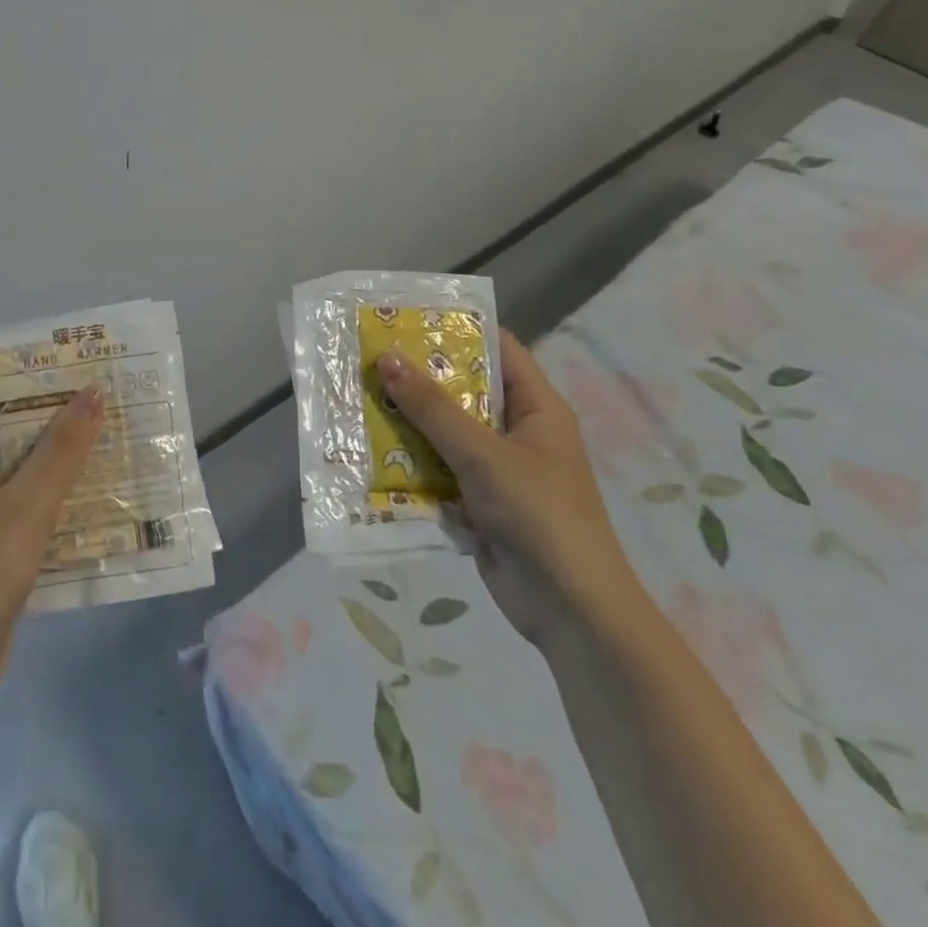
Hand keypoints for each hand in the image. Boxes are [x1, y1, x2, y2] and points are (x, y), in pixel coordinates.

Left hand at [0, 385, 105, 709]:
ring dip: (67, 456)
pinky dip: (62, 494)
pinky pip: (32, 503)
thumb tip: (94, 390)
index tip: (85, 363)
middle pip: (15, 429)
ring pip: (28, 468)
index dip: (39, 376)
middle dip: (62, 415)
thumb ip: (61, 448)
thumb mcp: (27, 504)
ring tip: (119, 435)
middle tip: (115, 397)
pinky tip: (104, 490)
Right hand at [377, 330, 640, 646]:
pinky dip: (409, 462)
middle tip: (368, 357)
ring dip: (407, 421)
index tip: (407, 317)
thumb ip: (433, 408)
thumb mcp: (482, 454)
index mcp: (537, 408)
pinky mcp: (477, 501)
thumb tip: (386, 358)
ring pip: (444, 431)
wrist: (569, 609)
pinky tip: (369, 451)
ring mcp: (496, 468)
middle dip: (418, 377)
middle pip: (463, 390)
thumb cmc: (538, 515)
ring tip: (358, 397)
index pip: (498, 349)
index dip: (457, 328)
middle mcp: (517, 431)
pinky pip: (438, 469)